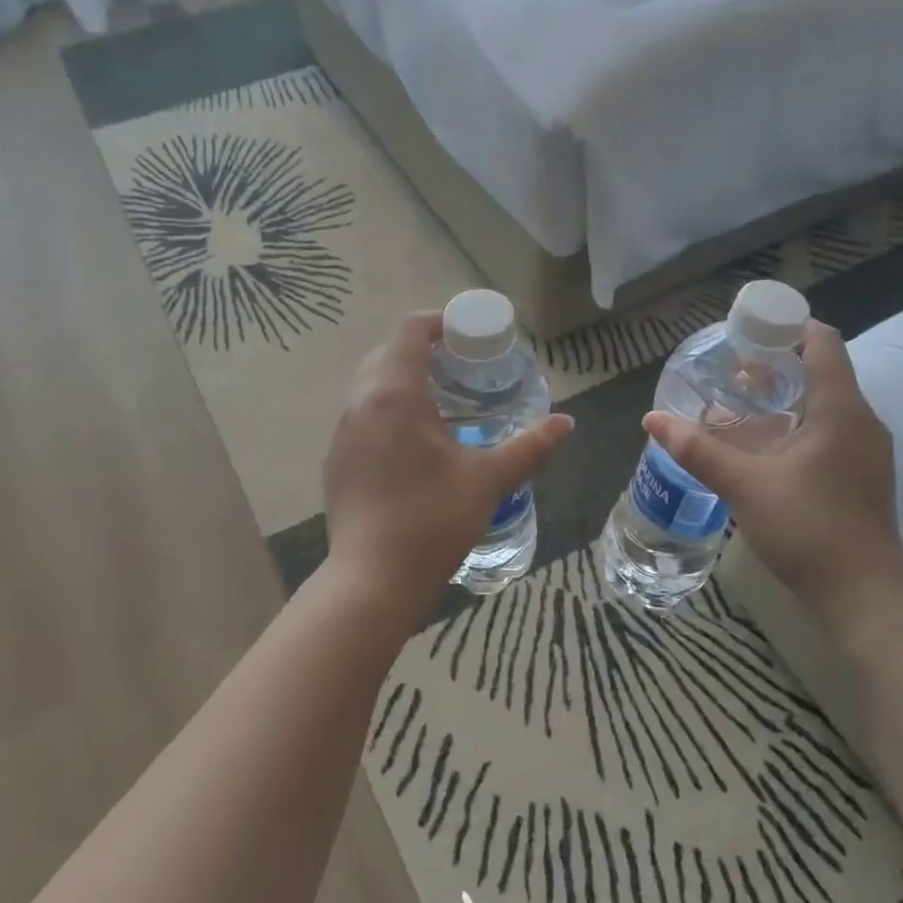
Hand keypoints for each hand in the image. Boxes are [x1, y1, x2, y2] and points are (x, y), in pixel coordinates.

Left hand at [323, 312, 572, 621]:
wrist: (373, 579)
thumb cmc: (433, 520)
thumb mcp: (488, 479)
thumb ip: (530, 446)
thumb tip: (566, 423)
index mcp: (394, 394)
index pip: (409, 331)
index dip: (438, 323)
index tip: (467, 337)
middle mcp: (360, 403)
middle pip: (387, 354)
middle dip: (423, 353)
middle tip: (461, 371)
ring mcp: (342, 433)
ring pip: (371, 387)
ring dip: (403, 383)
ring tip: (443, 407)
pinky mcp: (336, 461)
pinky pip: (362, 417)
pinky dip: (388, 412)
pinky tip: (415, 446)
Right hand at [643, 321, 902, 625]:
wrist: (863, 596)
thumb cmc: (808, 528)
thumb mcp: (743, 485)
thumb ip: (698, 449)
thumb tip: (652, 418)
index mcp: (840, 410)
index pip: (822, 342)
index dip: (787, 326)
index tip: (746, 332)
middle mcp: (861, 422)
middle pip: (820, 372)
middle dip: (775, 366)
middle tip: (729, 372)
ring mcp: (866, 452)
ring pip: (824, 405)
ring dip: (783, 399)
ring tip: (738, 407)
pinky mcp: (861, 477)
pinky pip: (828, 432)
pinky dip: (795, 426)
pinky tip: (762, 449)